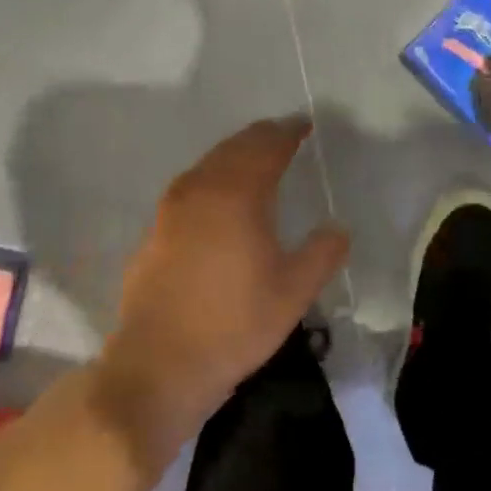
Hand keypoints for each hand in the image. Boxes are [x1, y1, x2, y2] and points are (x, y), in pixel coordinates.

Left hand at [93, 117, 349, 471]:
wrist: (161, 364)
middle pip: (232, 149)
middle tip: (282, 136)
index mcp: (237, 195)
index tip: (304, 126)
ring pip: (205, 167)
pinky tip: (218, 203)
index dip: (287, 133)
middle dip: (259, 139)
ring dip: (232, 157)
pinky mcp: (153, 235)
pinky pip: (189, 191)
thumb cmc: (236, 325)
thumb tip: (337, 228)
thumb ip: (322, 253)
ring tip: (254, 162)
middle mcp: (199, 191)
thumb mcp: (294, 291)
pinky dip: (211, 183)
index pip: (265, 147)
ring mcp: (169, 212)